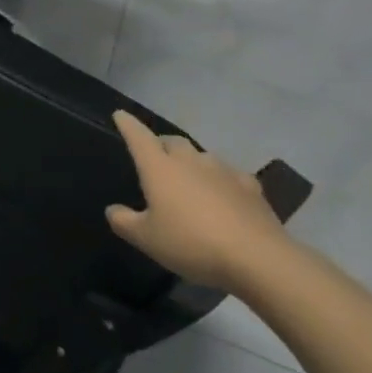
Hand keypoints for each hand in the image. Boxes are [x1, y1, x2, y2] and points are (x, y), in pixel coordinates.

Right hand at [105, 110, 288, 291]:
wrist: (258, 258)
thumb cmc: (192, 243)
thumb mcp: (146, 239)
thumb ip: (123, 222)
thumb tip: (113, 210)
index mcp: (160, 168)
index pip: (138, 136)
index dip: (127, 124)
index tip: (120, 115)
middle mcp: (190, 161)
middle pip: (173, 141)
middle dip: (161, 144)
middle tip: (156, 157)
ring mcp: (223, 171)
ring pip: (202, 156)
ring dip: (191, 162)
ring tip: (189, 181)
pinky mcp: (250, 187)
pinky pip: (229, 175)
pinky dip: (220, 180)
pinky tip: (223, 195)